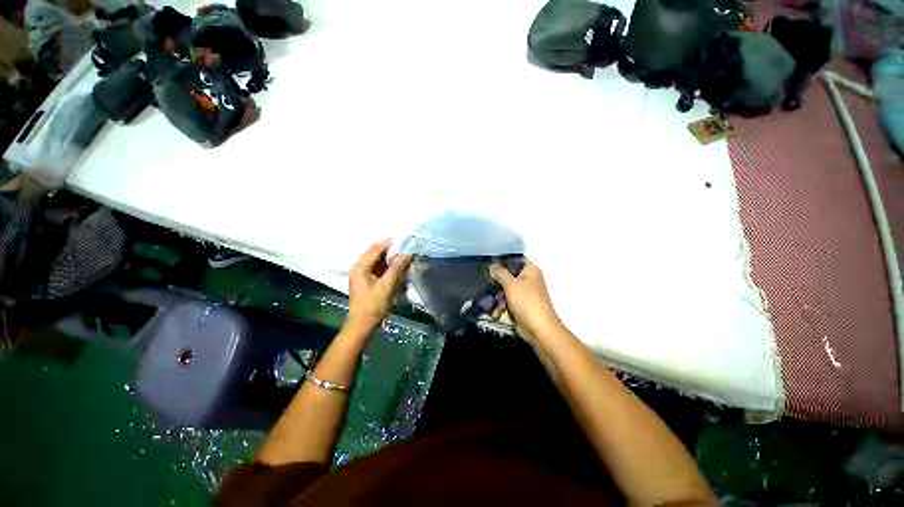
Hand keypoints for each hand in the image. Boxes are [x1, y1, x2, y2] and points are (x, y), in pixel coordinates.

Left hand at [347, 240, 412, 331]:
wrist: (363, 325)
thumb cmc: (373, 304)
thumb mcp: (387, 285)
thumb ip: (397, 267)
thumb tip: (407, 253)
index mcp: (361, 267)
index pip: (375, 249)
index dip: (389, 244)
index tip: (404, 242)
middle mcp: (359, 268)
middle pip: (375, 254)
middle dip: (390, 251)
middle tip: (405, 249)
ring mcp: (362, 275)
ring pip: (377, 261)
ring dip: (390, 259)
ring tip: (403, 257)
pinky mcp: (366, 282)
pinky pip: (378, 269)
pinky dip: (387, 267)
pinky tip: (397, 268)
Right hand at [490, 260, 562, 339]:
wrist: (538, 329)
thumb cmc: (526, 302)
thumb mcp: (510, 284)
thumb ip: (500, 273)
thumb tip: (493, 266)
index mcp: (530, 270)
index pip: (514, 259)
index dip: (502, 260)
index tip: (488, 263)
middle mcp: (528, 279)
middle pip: (508, 275)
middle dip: (497, 281)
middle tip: (485, 282)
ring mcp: (525, 293)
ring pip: (506, 289)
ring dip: (497, 296)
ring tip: (489, 303)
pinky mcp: (521, 305)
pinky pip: (508, 301)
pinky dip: (501, 306)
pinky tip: (495, 313)